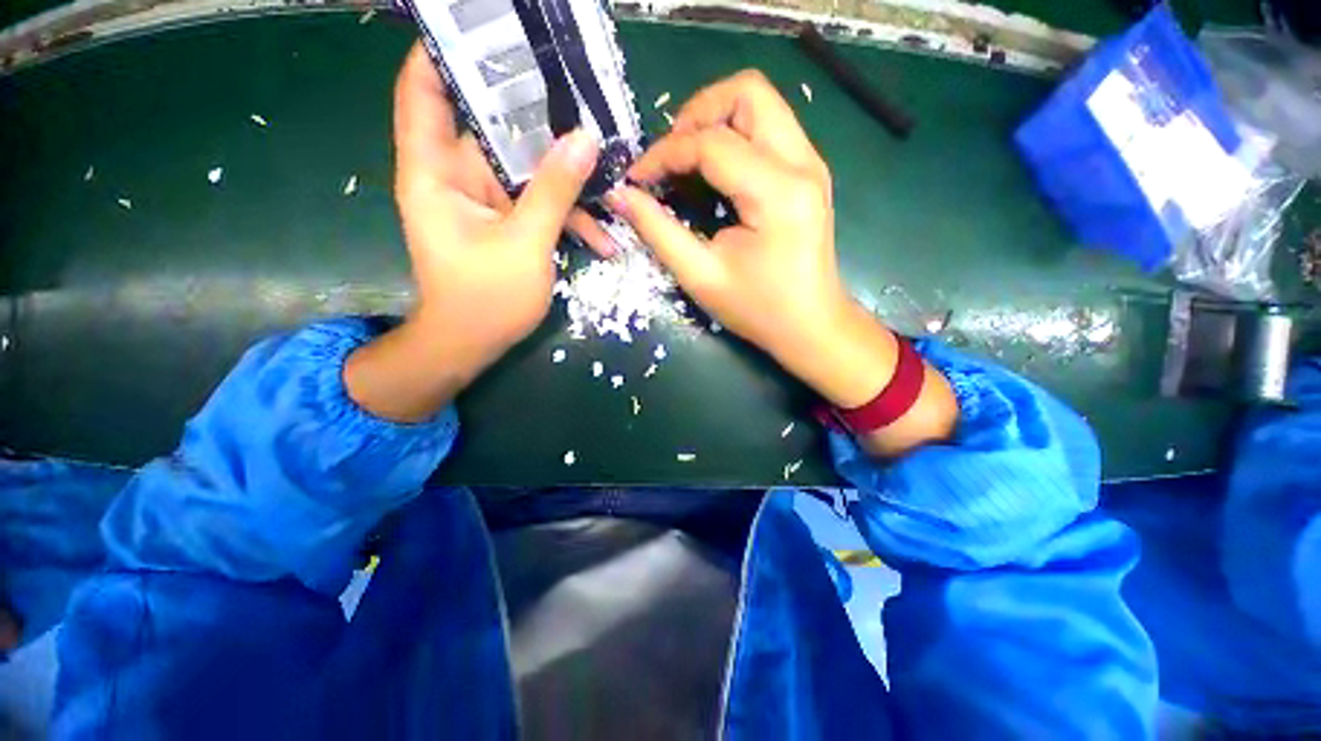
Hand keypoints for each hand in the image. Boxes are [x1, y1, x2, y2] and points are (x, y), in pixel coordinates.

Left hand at [394, 43, 608, 359]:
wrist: (473, 344)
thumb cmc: (486, 298)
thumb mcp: (525, 243)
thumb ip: (554, 191)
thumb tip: (586, 139)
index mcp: (436, 172)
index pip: (424, 92)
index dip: (444, 53)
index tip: (485, 30)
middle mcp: (456, 177)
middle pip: (491, 125)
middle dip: (534, 111)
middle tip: (577, 90)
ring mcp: (485, 201)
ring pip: (525, 168)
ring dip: (564, 174)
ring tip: (607, 165)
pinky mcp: (506, 222)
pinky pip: (537, 203)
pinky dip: (567, 213)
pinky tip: (602, 234)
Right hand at [608, 70, 956, 453]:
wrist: (811, 325)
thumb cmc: (758, 309)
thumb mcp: (701, 276)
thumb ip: (658, 231)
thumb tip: (621, 195)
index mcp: (777, 192)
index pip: (712, 143)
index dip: (665, 154)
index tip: (637, 178)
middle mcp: (802, 163)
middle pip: (747, 91)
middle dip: (697, 113)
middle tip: (670, 156)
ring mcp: (810, 163)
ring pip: (760, 101)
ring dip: (715, 119)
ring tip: (686, 159)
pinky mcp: (808, 172)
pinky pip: (768, 126)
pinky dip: (733, 134)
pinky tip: (714, 169)